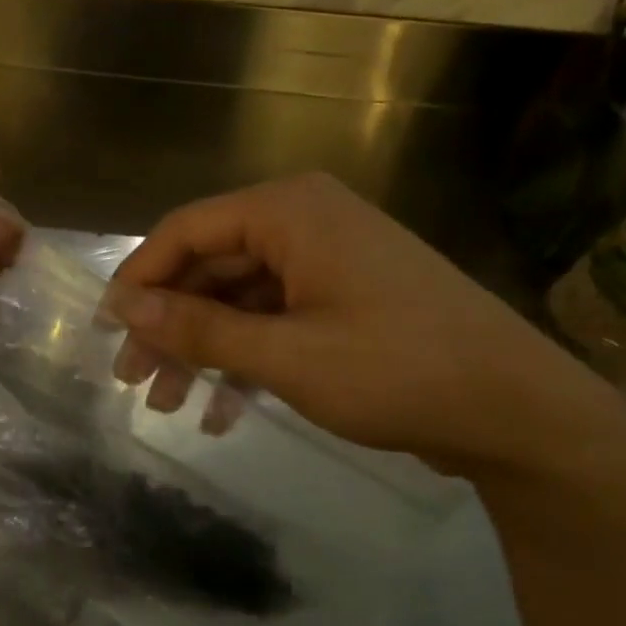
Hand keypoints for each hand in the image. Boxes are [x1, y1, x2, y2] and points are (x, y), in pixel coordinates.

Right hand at [106, 173, 625, 477]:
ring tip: (168, 403)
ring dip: (202, 349)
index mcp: (290, 211)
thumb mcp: (284, 355)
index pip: (186, 230)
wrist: (518, 413)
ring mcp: (327, 261)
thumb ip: (199, 328)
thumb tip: (124, 309)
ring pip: (238, 298)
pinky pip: (273, 318)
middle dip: (169, 325)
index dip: (139, 279)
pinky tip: (221, 409)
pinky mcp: (343, 298)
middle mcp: (305, 222)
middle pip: (210, 265)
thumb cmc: (397, 371)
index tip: (107, 330)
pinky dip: (244, 358)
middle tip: (133, 379)